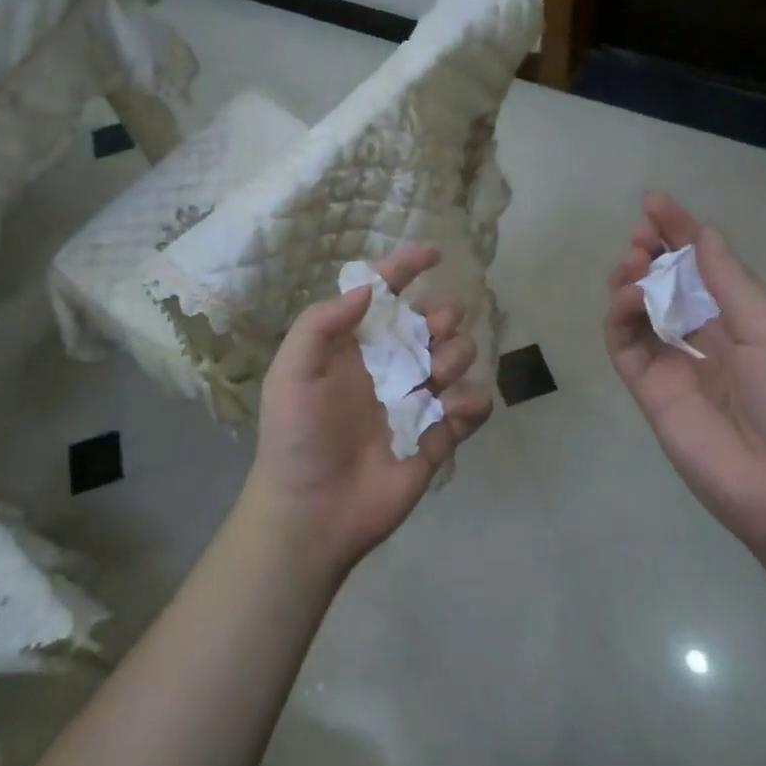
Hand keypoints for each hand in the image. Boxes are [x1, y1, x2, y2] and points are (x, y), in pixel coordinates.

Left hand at [241, 246, 493, 578]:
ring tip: (433, 376)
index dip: (406, 270)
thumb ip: (323, 323)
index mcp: (355, 347)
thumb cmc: (296, 435)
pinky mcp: (437, 437)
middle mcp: (389, 367)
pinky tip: (453, 411)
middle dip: (441, 316)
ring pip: (457, 358)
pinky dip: (473, 402)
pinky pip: (471, 409)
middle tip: (435, 329)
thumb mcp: (292, 371)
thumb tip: (369, 290)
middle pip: (431, 323)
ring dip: (455, 354)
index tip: (433, 254)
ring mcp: (416, 402)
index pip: (385, 297)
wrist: (312, 511)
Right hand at [605, 192, 765, 557]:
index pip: (706, 269)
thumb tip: (705, 234)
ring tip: (634, 263)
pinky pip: (626, 346)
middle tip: (641, 235)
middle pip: (668, 286)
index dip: (681, 233)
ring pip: (640, 312)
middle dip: (652, 253)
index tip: (654, 202)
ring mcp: (677, 367)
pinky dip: (620, 316)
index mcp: (748, 324)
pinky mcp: (650, 393)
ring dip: (632, 280)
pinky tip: (630, 297)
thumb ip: (731, 283)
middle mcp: (709, 341)